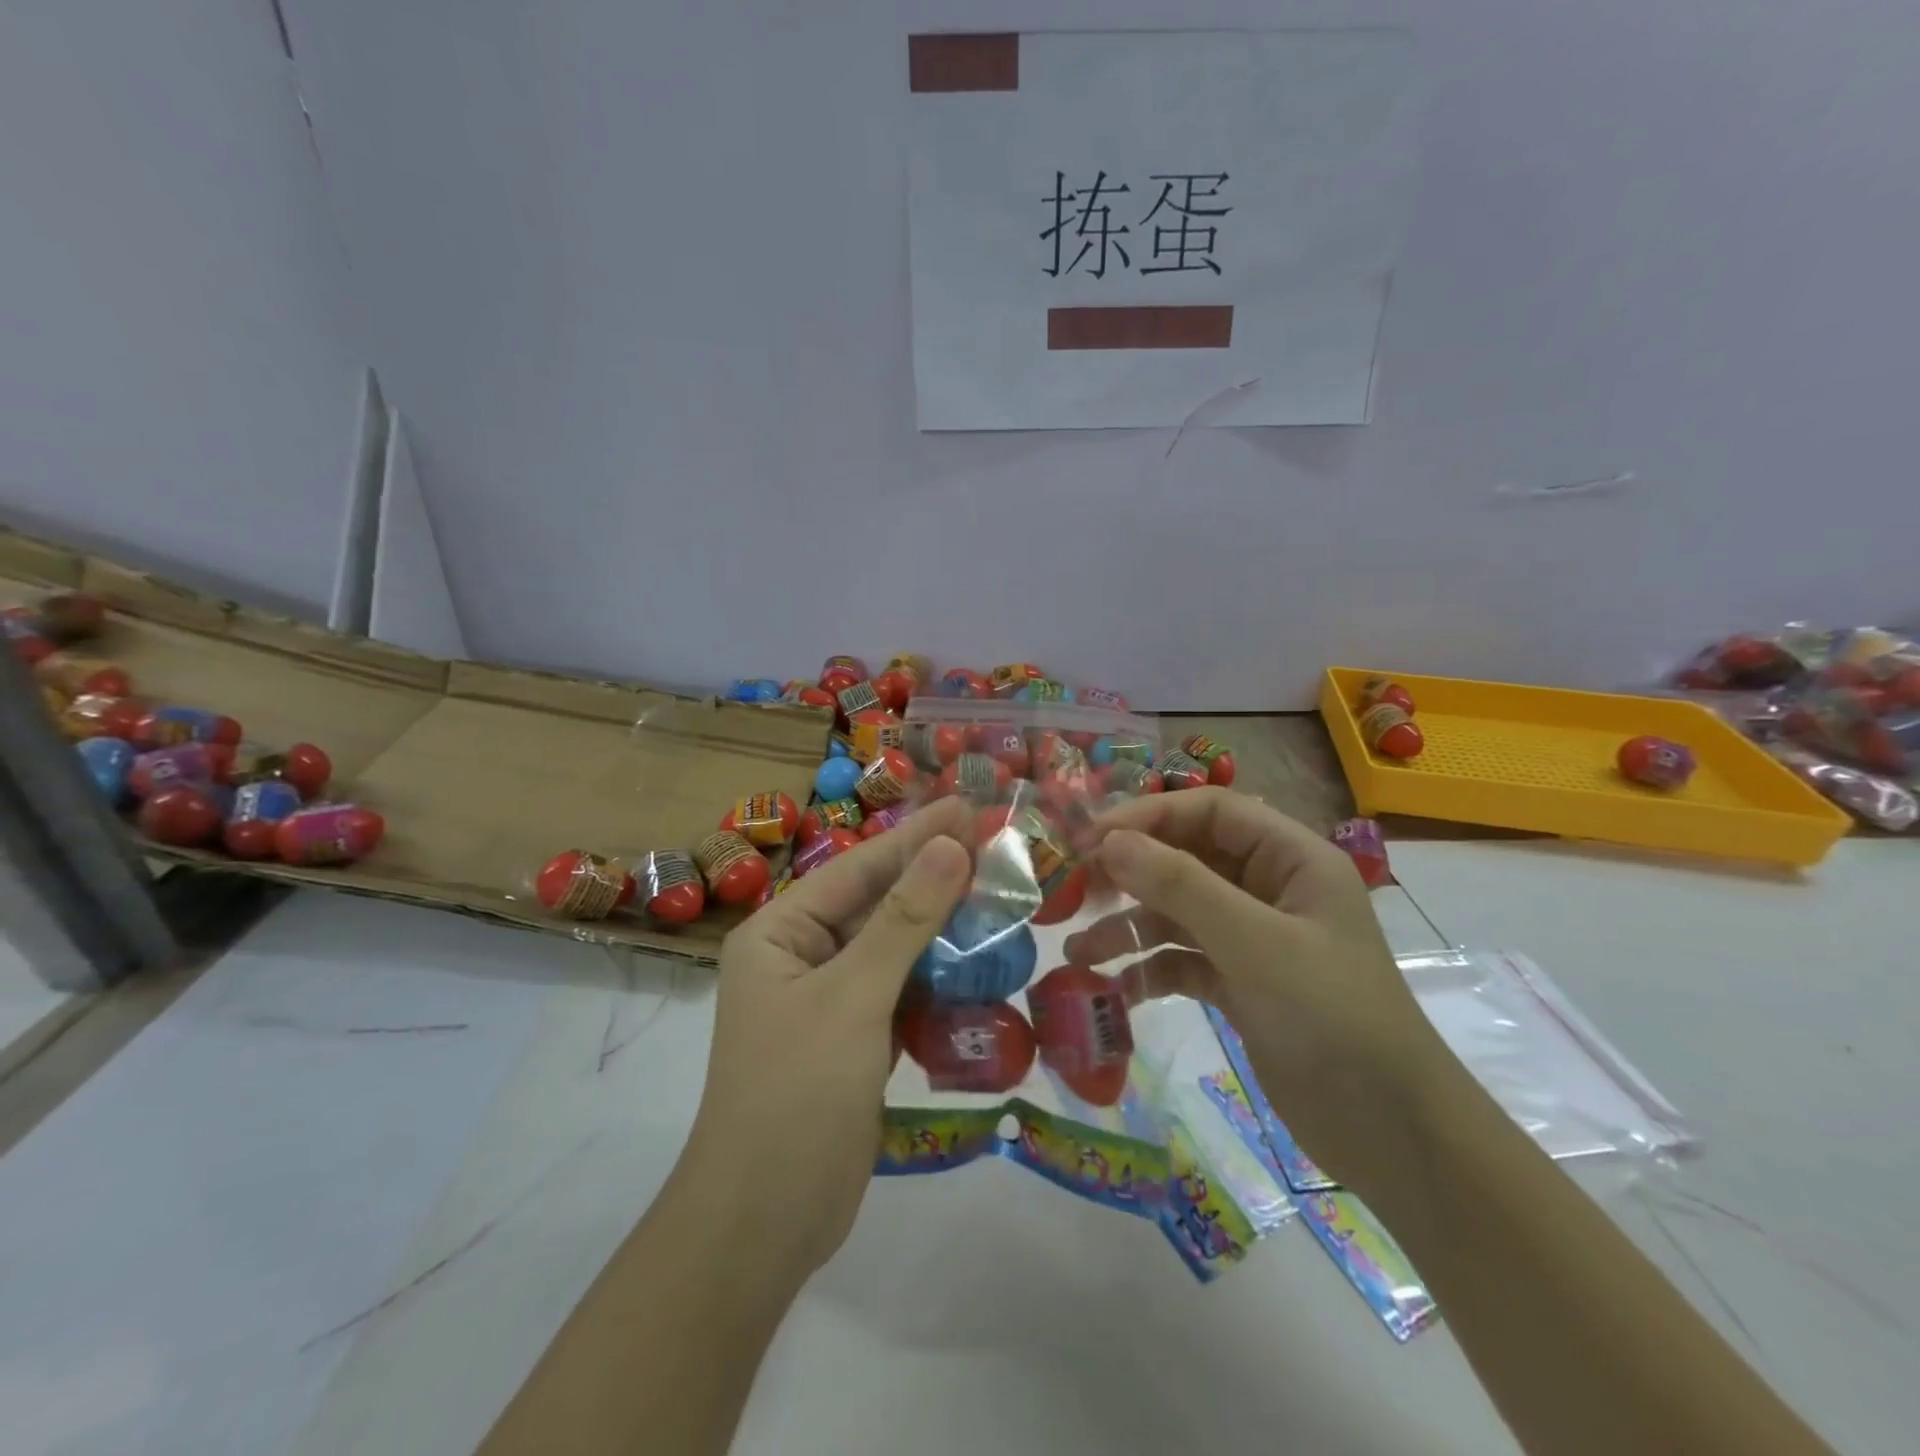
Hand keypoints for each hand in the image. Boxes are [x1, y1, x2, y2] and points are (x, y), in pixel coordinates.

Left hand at [678, 796, 972, 1274]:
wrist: (765, 1223)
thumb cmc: (796, 1093)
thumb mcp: (853, 996)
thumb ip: (904, 920)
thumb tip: (950, 846)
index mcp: (779, 932)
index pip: (858, 867)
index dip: (917, 836)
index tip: (969, 806)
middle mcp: (800, 956)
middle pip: (877, 903)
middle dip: (934, 877)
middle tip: (996, 844)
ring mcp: (829, 999)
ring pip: (894, 947)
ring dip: (943, 926)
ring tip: (999, 892)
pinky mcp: (855, 1037)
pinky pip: (902, 989)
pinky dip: (939, 976)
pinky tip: (981, 959)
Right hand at [1064, 789, 1454, 1193]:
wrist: (1393, 1135)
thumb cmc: (1332, 1018)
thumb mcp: (1254, 944)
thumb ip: (1181, 886)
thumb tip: (1109, 841)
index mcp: (1291, 858)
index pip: (1208, 811)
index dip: (1147, 816)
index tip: (1090, 840)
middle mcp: (1270, 888)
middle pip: (1187, 858)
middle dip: (1131, 873)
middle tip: (1076, 891)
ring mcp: (1254, 937)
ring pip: (1177, 912)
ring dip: (1129, 927)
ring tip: (1078, 953)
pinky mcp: (1240, 983)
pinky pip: (1181, 959)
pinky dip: (1148, 969)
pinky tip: (1117, 991)